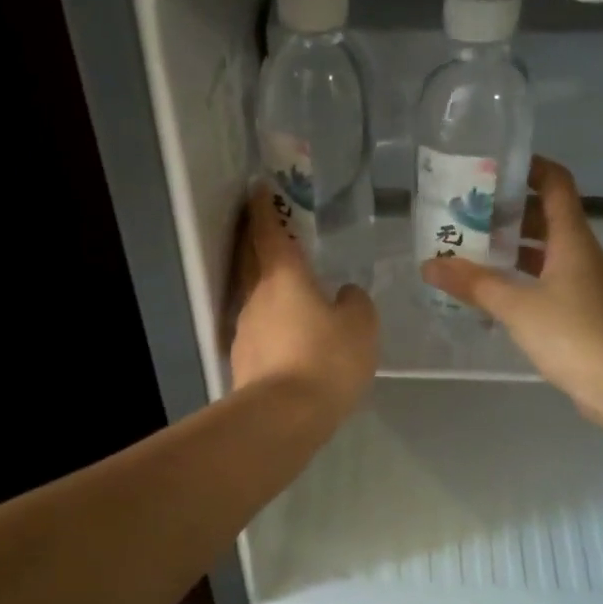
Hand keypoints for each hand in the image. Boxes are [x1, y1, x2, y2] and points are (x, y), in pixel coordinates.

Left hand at [230, 184, 378, 421]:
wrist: (283, 415)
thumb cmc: (326, 359)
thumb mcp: (361, 326)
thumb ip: (356, 303)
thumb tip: (345, 294)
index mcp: (284, 276)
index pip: (270, 231)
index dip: (264, 207)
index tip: (258, 188)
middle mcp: (256, 295)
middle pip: (250, 259)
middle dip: (256, 240)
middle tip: (266, 228)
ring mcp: (244, 328)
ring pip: (253, 296)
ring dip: (264, 287)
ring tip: (287, 291)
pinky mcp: (242, 359)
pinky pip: (257, 329)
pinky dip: (269, 323)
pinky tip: (287, 336)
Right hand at [421, 156, 602, 406]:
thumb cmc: (571, 333)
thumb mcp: (516, 305)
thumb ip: (473, 284)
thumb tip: (430, 264)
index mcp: (571, 238)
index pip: (555, 183)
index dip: (529, 167)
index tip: (492, 167)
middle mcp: (579, 252)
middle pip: (546, 215)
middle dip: (507, 211)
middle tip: (466, 213)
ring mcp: (581, 282)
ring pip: (544, 250)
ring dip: (511, 246)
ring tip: (469, 248)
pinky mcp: (578, 309)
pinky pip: (544, 278)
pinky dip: (518, 276)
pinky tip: (490, 289)